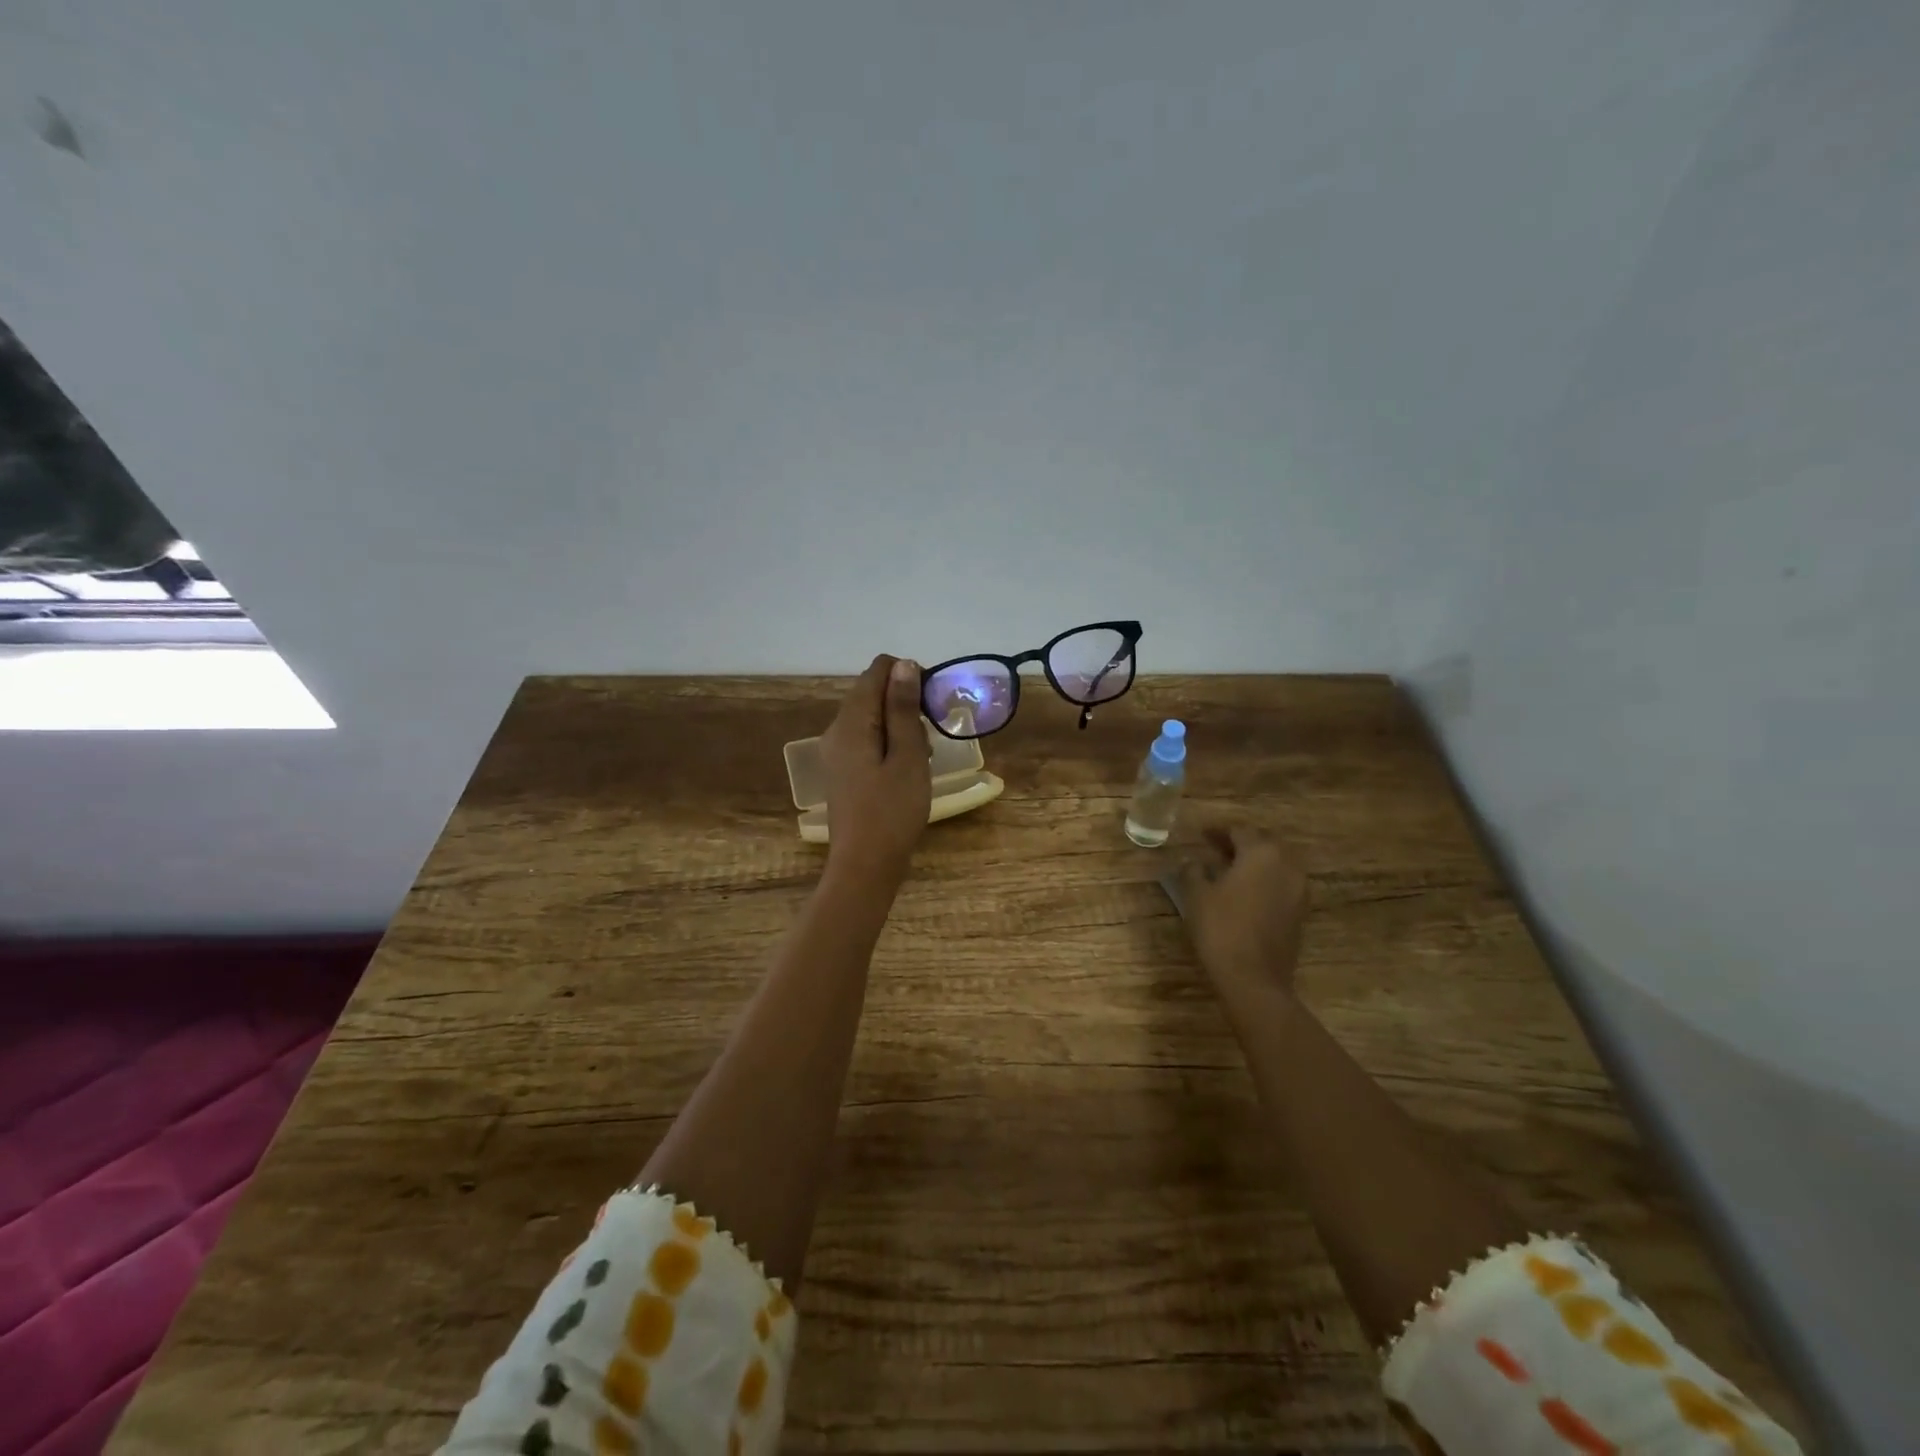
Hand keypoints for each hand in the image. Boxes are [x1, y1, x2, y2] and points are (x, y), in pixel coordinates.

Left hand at [821, 654, 932, 887]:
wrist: (865, 866)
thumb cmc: (892, 811)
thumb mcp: (908, 756)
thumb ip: (903, 708)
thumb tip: (904, 665)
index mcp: (852, 721)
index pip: (877, 670)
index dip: (909, 676)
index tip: (932, 704)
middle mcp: (837, 730)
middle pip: (873, 693)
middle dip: (906, 702)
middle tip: (931, 735)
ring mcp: (837, 752)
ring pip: (872, 717)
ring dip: (901, 725)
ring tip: (923, 756)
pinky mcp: (844, 770)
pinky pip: (868, 740)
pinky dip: (890, 743)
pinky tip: (908, 769)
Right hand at [1176, 825, 1310, 1002]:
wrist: (1254, 979)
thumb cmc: (1221, 929)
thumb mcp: (1196, 895)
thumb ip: (1193, 870)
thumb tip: (1195, 862)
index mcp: (1262, 853)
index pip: (1239, 831)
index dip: (1217, 831)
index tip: (1200, 834)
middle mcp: (1287, 865)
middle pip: (1263, 843)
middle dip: (1240, 842)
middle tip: (1215, 847)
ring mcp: (1299, 889)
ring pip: (1276, 863)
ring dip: (1255, 861)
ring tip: (1229, 868)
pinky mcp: (1300, 911)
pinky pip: (1282, 883)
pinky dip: (1265, 879)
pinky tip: (1245, 891)